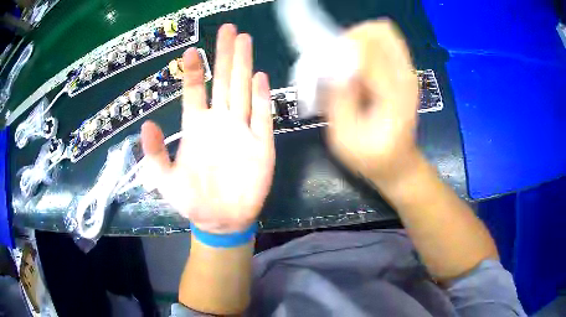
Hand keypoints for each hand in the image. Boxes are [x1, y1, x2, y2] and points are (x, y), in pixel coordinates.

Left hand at [140, 24, 274, 233]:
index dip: (194, 71)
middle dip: (224, 54)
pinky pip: (262, 117)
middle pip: (223, 81)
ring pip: (242, 91)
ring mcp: (242, 131)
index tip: (190, 51)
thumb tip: (146, 125)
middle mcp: (219, 122)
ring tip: (244, 41)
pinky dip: (261, 97)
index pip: (195, 91)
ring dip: (243, 65)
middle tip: (228, 29)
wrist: (220, 219)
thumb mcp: (164, 180)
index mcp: (196, 127)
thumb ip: (155, 154)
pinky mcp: (261, 144)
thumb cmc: (192, 200)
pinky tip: (259, 78)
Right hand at [324, 19, 419, 185]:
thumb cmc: (371, 157)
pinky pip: (384, 43)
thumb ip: (337, 99)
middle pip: (379, 31)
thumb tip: (329, 65)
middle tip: (336, 60)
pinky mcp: (403, 72)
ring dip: (357, 40)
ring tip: (345, 64)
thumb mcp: (345, 137)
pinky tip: (356, 68)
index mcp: (393, 94)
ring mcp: (407, 72)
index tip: (324, 66)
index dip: (339, 50)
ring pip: (382, 33)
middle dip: (350, 38)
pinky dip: (365, 45)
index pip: (366, 49)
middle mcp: (404, 76)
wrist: (398, 164)